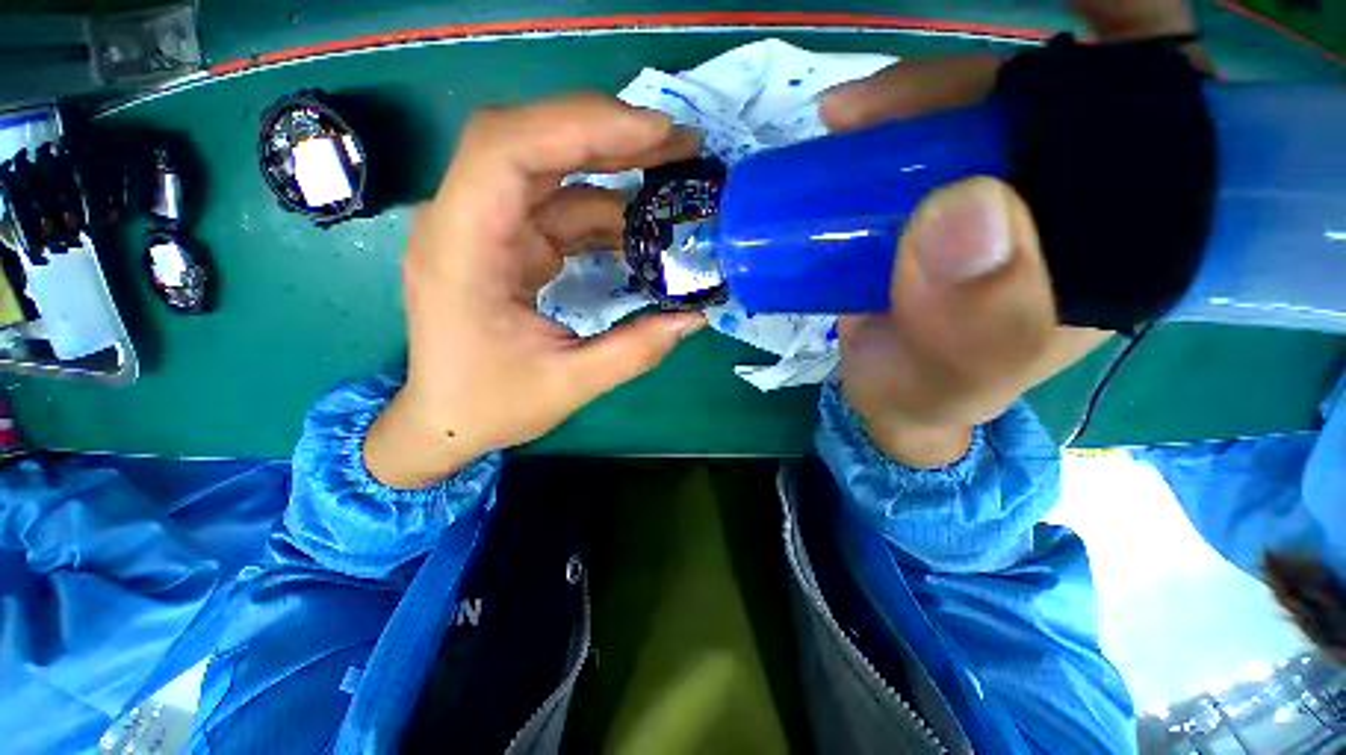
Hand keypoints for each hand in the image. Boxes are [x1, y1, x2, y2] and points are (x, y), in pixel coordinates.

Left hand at [365, 95, 704, 488]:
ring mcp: (487, 229)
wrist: (445, 419)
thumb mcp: (569, 385)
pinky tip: (643, 221)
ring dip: (612, 165)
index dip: (581, 127)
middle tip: (677, 142)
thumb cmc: (489, 406)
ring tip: (672, 169)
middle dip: (607, 132)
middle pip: (529, 141)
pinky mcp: (509, 242)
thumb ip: (634, 351)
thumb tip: (694, 317)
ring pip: (549, 168)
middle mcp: (464, 222)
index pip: (507, 151)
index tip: (655, 134)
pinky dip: (604, 208)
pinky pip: (558, 207)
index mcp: (462, 251)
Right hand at [821, 59, 1108, 466]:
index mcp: (1119, 243)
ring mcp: (996, 193)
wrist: (886, 397)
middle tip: (877, 105)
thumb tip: (961, 208)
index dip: (1132, 45)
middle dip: (975, 77)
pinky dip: (885, 117)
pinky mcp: (936, 199)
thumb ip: (971, 329)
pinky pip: (921, 138)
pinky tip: (845, 124)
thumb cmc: (931, 396)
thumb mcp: (955, 381)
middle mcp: (1067, 202)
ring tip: (845, 118)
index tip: (1073, 24)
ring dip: (913, 97)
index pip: (1163, 121)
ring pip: (977, 108)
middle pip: (1053, 93)